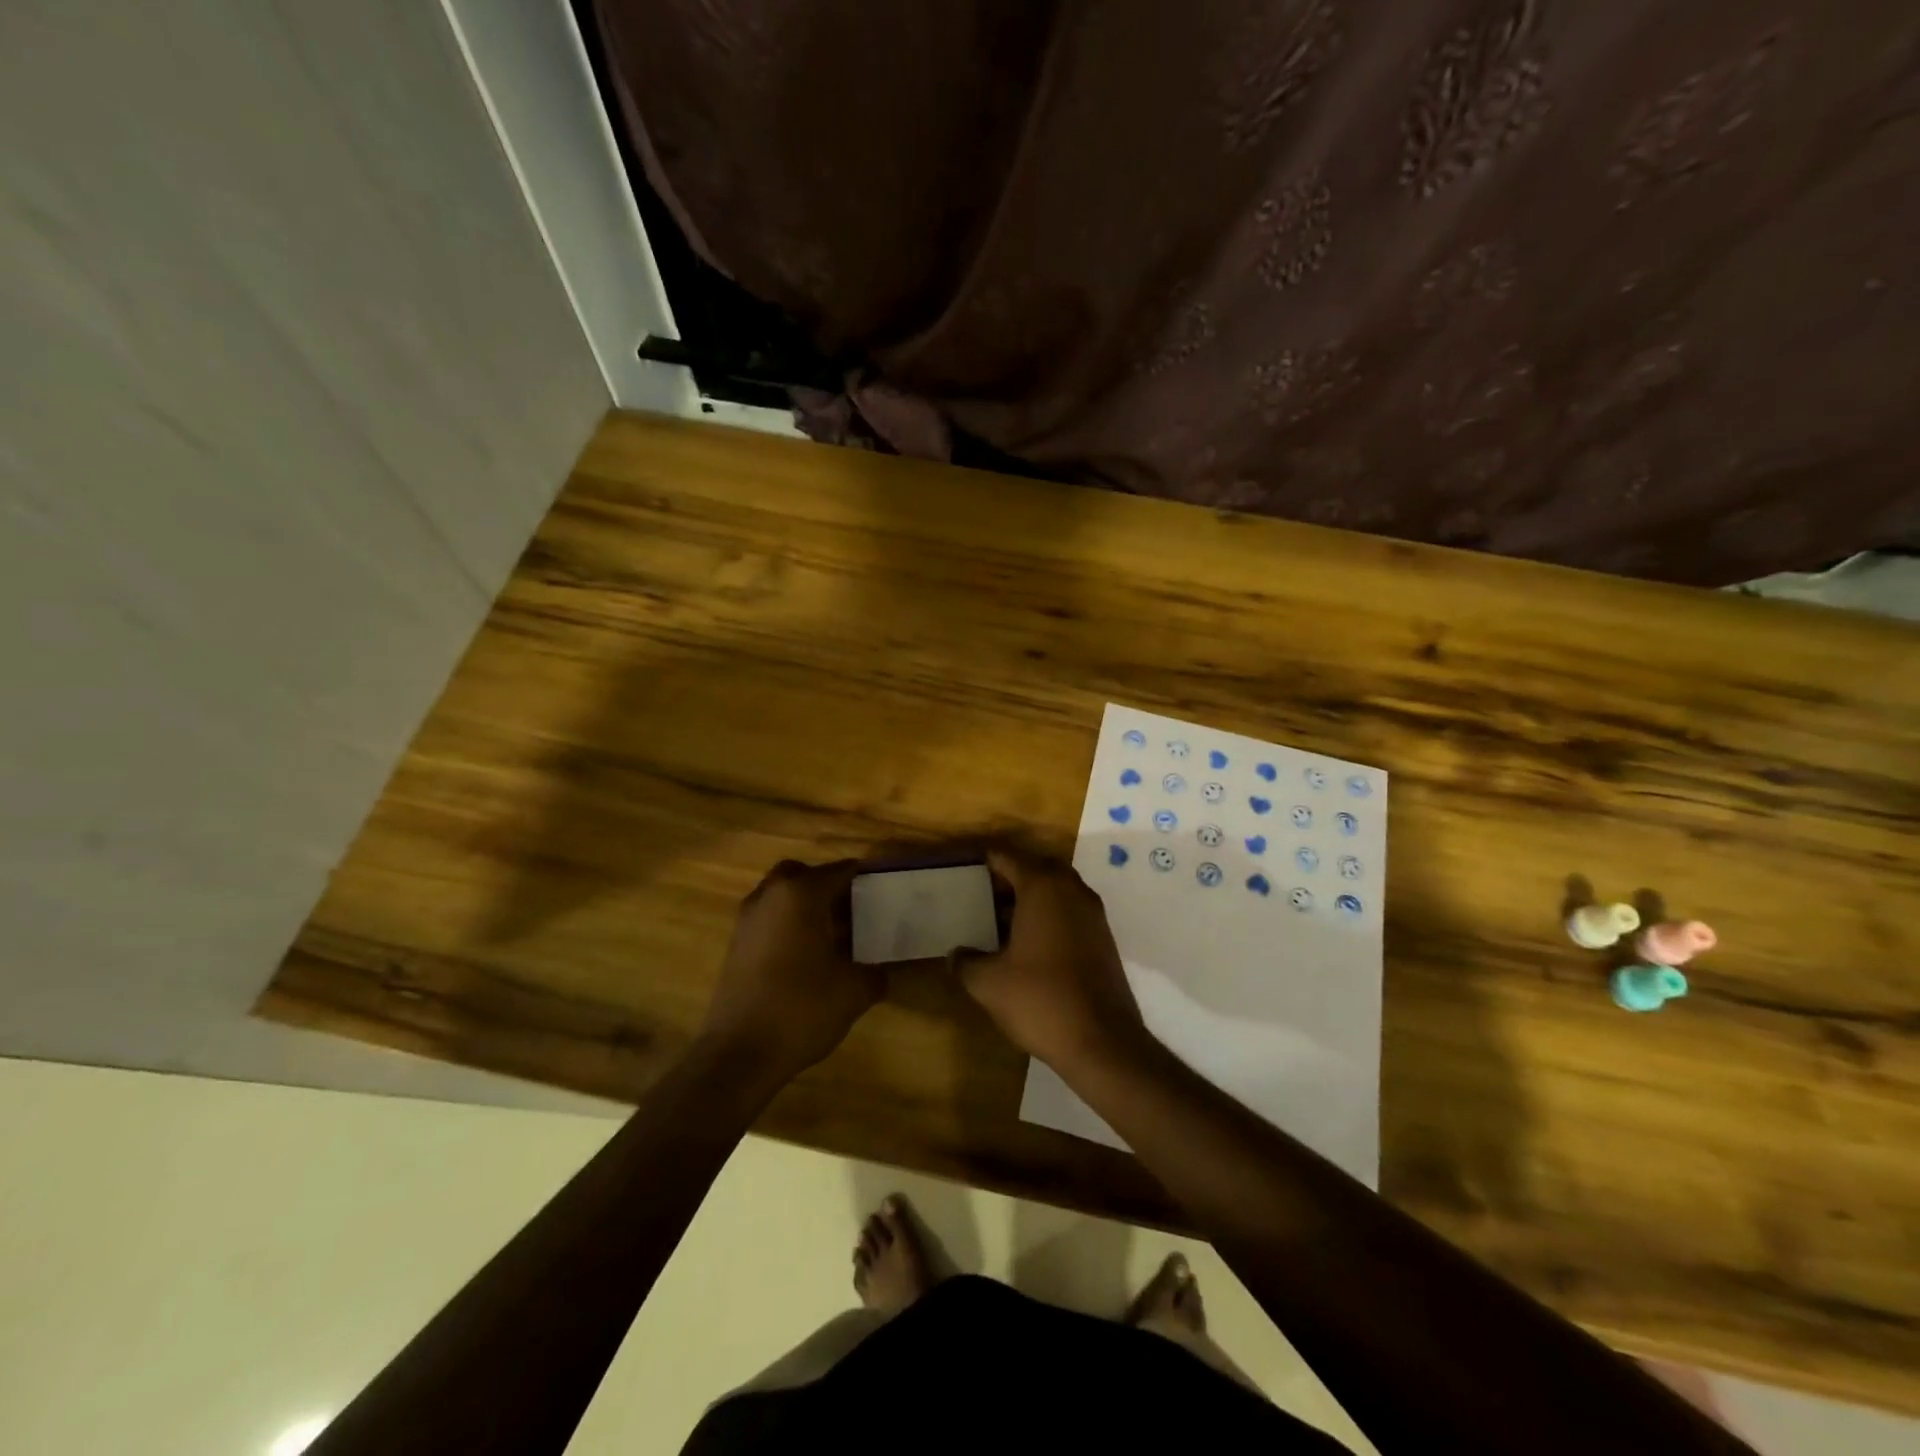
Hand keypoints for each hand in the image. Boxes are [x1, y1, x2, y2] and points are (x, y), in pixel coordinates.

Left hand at [698, 859, 882, 1087]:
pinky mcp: (736, 945)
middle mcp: (770, 896)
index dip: (864, 879)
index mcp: (801, 894)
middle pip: (803, 875)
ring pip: (782, 896)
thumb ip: (874, 974)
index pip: (840, 871)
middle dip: (827, 887)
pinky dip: (788, 926)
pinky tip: (809, 958)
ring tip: (835, 937)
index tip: (884, 892)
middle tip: (853, 910)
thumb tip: (881, 972)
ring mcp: (748, 920)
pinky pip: (769, 919)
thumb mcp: (854, 992)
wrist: (740, 1053)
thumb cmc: (802, 1009)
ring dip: (805, 907)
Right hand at [951, 847, 1150, 1077]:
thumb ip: (966, 962)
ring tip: (999, 921)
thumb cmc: (1041, 1000)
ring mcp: (1092, 913)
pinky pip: (1069, 911)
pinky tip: (1027, 945)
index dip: (985, 860)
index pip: (1008, 857)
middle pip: (1036, 868)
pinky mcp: (1103, 938)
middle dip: (1009, 877)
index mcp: (1042, 887)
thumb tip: (954, 954)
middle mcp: (1071, 890)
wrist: (1102, 1041)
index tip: (964, 868)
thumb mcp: (989, 983)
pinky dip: (1048, 916)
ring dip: (1030, 898)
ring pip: (1056, 890)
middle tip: (981, 894)